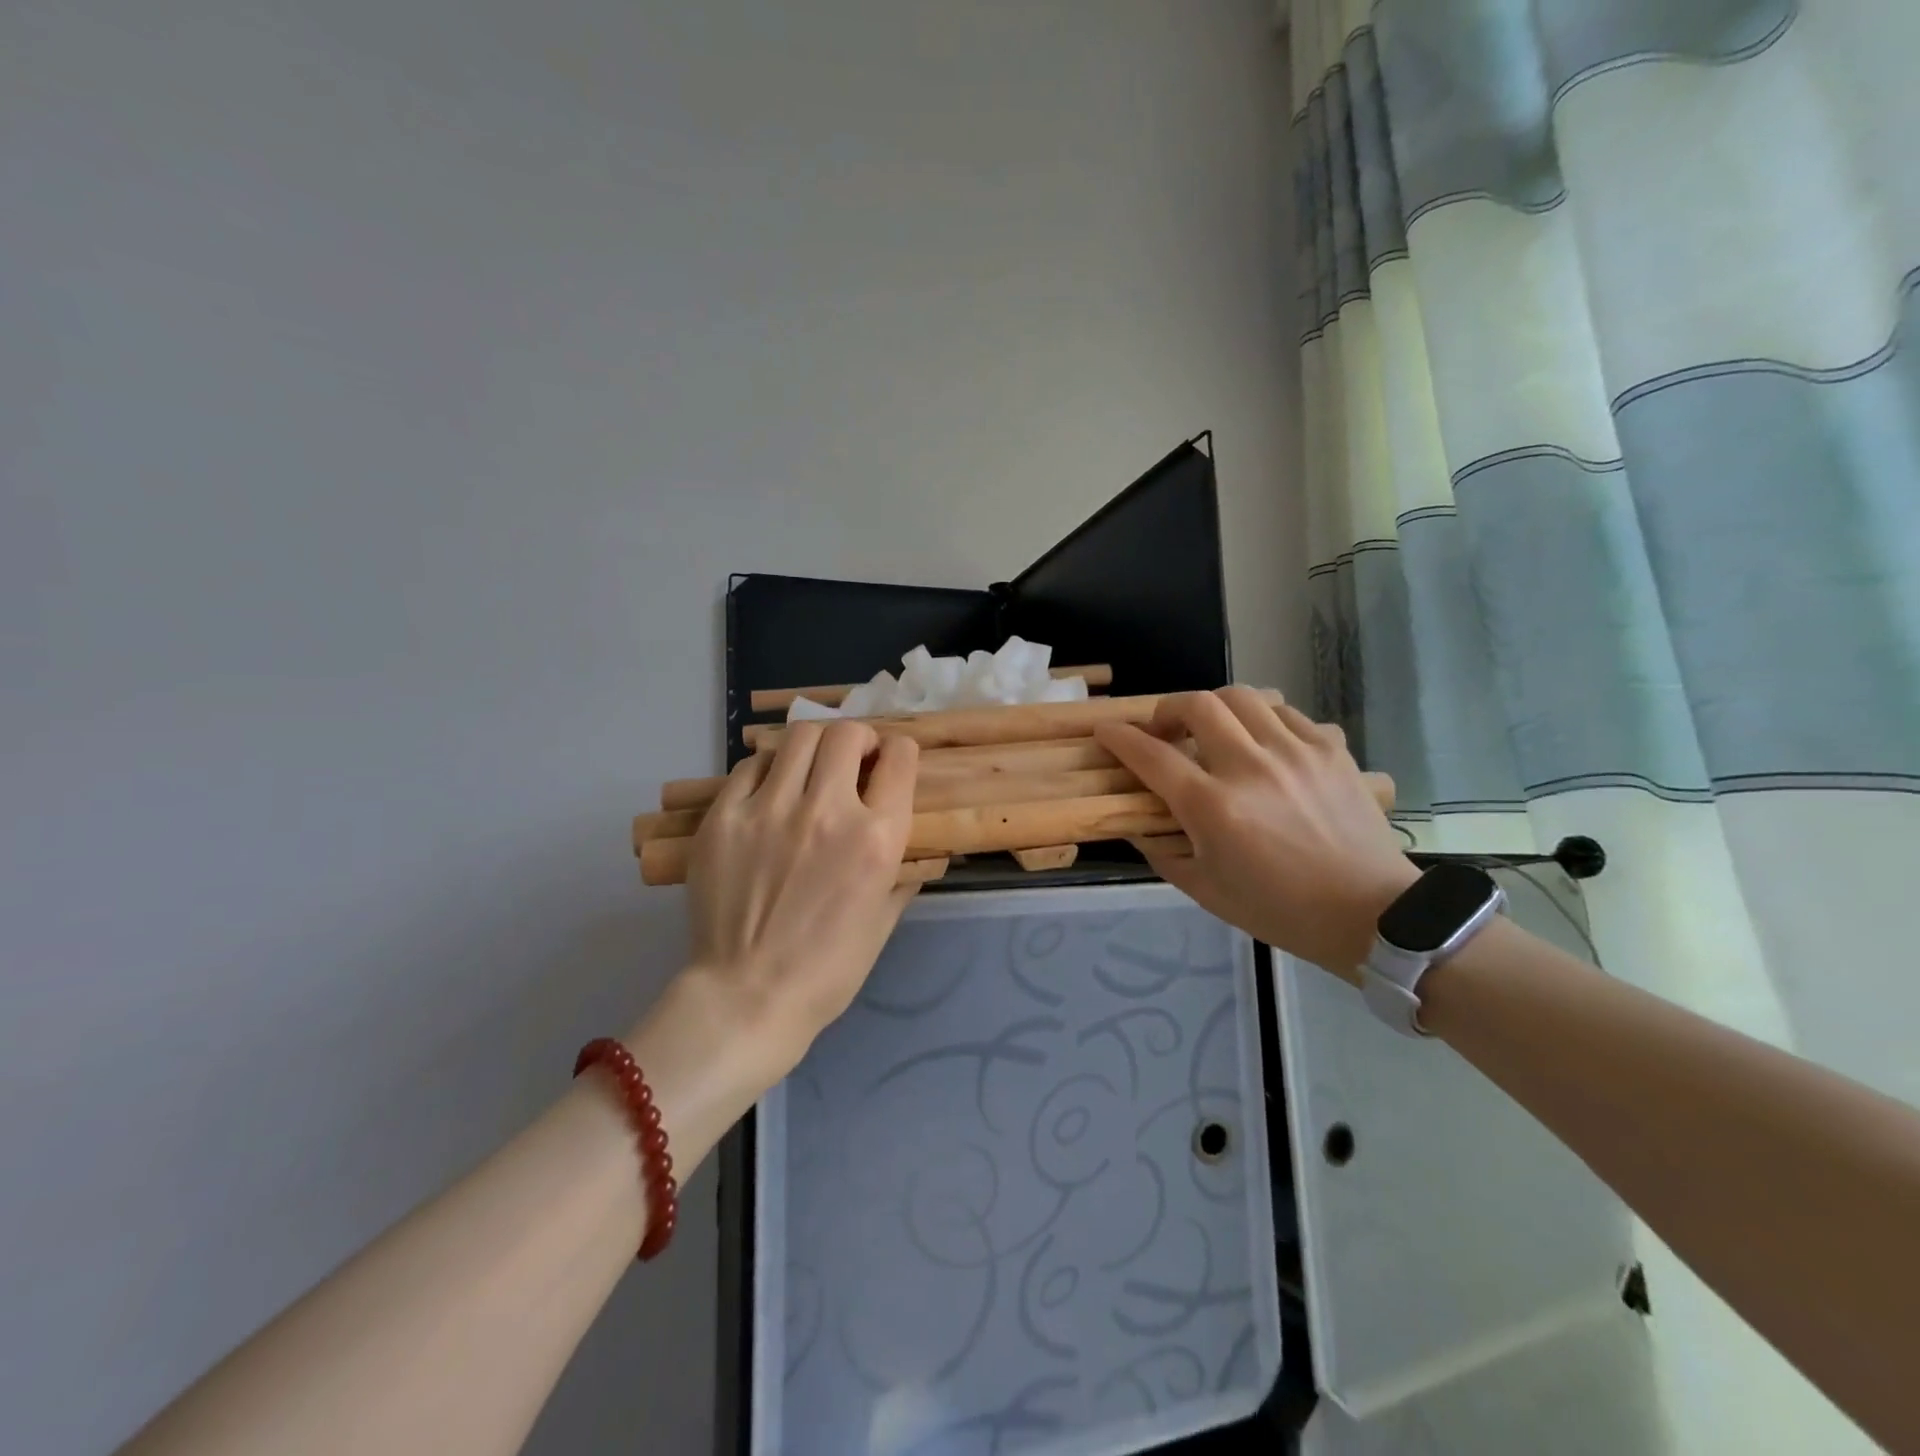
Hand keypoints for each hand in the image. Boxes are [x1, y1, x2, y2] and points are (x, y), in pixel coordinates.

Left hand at [682, 719, 920, 1076]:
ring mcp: (771, 809)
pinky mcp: (724, 816)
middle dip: (858, 740)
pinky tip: (771, 792)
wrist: (748, 998)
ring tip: (810, 769)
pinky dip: (770, 770)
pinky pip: (752, 766)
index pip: (900, 757)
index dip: (900, 753)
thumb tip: (914, 847)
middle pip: (847, 734)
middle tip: (852, 761)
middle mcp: (827, 811)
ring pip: (798, 737)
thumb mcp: (884, 921)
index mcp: (877, 838)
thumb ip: (903, 873)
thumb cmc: (828, 970)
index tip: (891, 763)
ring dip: (815, 746)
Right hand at [1095, 688, 1417, 979]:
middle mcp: (1250, 767)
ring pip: (1242, 696)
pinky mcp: (1330, 749)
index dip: (1119, 737)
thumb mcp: (1205, 891)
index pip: (1151, 755)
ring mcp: (1295, 752)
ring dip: (1215, 708)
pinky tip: (1262, 743)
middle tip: (1165, 731)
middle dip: (1168, 710)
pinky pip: (1286, 711)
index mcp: (1213, 807)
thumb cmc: (1280, 910)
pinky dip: (1262, 718)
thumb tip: (1135, 822)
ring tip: (1214, 731)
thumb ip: (1161, 851)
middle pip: (1197, 705)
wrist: (1372, 915)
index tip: (1106, 731)